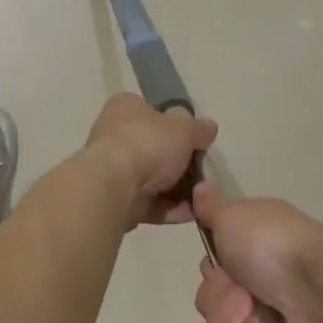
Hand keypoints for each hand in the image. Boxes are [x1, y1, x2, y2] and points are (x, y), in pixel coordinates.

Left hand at [81, 93, 218, 228]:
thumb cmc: (147, 143)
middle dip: (181, 164)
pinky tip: (192, 214)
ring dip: (179, 190)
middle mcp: (115, 135)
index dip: (176, 126)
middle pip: (155, 148)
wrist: (114, 186)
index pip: (153, 112)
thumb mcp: (182, 127)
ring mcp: (114, 169)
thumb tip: (208, 127)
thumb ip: (197, 128)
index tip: (198, 141)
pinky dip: (170, 208)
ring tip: (203, 197)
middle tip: (204, 173)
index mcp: (125, 108)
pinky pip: (149, 203)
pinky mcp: (117, 199)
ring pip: (153, 178)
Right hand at [192, 185, 322, 322]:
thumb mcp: (235, 215)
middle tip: (237, 296)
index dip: (212, 266)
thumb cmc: (275, 248)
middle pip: (214, 296)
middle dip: (217, 298)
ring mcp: (275, 318)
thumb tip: (200, 185)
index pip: (216, 261)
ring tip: (249, 321)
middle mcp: (266, 279)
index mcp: (258, 244)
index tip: (218, 264)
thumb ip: (212, 207)